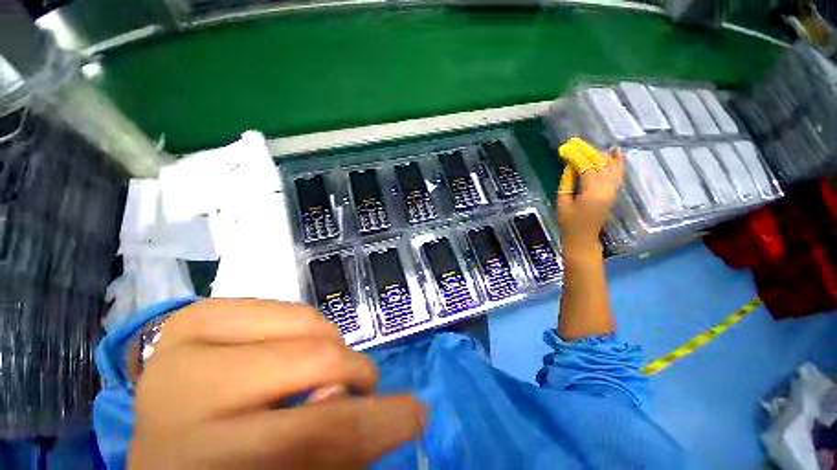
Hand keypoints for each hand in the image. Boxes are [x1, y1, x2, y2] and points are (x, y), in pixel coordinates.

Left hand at [130, 299, 425, 468]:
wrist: (167, 443)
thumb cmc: (230, 469)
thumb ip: (332, 445)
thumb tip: (356, 396)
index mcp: (205, 464)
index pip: (319, 434)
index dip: (382, 422)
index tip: (418, 412)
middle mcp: (184, 397)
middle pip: (314, 362)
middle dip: (356, 373)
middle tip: (362, 386)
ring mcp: (184, 345)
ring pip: (305, 322)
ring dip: (330, 347)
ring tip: (319, 369)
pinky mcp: (193, 316)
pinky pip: (282, 305)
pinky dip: (303, 326)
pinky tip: (287, 351)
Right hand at [556, 146, 624, 250]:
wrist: (583, 237)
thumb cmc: (569, 222)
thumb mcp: (563, 202)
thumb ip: (567, 182)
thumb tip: (570, 166)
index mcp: (591, 193)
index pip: (586, 167)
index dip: (576, 157)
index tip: (566, 148)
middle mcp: (607, 189)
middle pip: (600, 164)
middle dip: (588, 152)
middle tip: (576, 144)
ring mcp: (613, 191)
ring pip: (611, 167)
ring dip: (601, 155)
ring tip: (590, 148)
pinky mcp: (614, 193)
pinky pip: (619, 174)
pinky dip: (618, 162)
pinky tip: (616, 151)